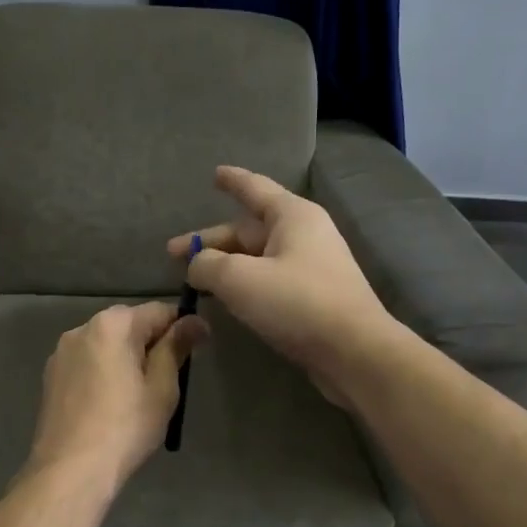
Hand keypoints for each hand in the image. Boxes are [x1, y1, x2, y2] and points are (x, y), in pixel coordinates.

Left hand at [26, 302, 209, 492]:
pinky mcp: (51, 376)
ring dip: (125, 357)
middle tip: (169, 378)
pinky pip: (87, 362)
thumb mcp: (162, 387)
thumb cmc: (126, 428)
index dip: (181, 327)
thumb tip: (195, 321)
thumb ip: (176, 347)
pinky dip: (103, 371)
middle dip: (151, 342)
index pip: (157, 311)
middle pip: (128, 324)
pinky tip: (110, 402)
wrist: (70, 470)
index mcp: (112, 324)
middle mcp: (81, 328)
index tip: (198, 349)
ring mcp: (61, 352)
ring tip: (138, 393)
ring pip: (105, 344)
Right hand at [168, 166, 396, 404]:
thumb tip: (197, 264)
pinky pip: (269, 281)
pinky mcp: (312, 298)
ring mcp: (310, 268)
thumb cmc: (297, 303)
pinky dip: (243, 285)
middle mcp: (304, 235)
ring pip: (257, 258)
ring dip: (225, 266)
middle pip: (249, 230)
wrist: (354, 352)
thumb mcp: (239, 280)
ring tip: (194, 279)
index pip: (255, 189)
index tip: (215, 174)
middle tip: (172, 254)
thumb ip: (207, 265)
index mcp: (292, 217)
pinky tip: (225, 298)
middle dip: (211, 241)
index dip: (232, 181)